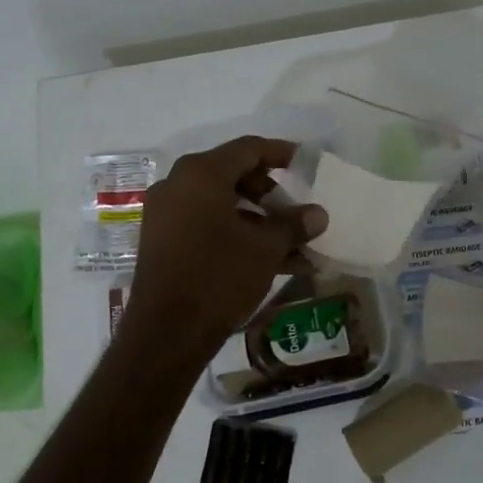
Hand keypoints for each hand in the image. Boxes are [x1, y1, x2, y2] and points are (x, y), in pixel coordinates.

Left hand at [126, 136, 328, 351]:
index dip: (280, 153)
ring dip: (258, 220)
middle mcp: (177, 185)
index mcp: (201, 174)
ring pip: (221, 204)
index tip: (304, 162)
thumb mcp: (265, 248)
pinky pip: (206, 226)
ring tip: (292, 245)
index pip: (248, 149)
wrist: (167, 333)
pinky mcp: (163, 242)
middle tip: (296, 211)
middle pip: (233, 174)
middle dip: (270, 193)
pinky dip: (236, 235)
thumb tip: (318, 214)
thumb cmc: (219, 276)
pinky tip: (270, 262)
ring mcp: (166, 214)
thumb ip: (294, 225)